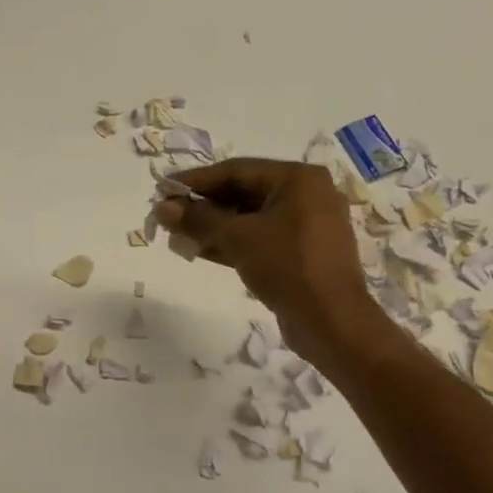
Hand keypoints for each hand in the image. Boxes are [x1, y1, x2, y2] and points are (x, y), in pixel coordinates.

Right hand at [154, 158, 381, 360]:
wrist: (331, 321)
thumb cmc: (286, 266)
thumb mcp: (237, 237)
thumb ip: (198, 218)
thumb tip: (161, 207)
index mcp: (298, 178)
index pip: (236, 170)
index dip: (195, 180)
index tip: (162, 189)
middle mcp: (306, 195)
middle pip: (243, 192)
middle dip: (202, 206)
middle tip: (166, 215)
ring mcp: (306, 225)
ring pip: (250, 218)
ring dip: (212, 226)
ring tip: (176, 235)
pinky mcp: (301, 253)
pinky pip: (260, 238)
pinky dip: (231, 243)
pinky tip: (199, 250)